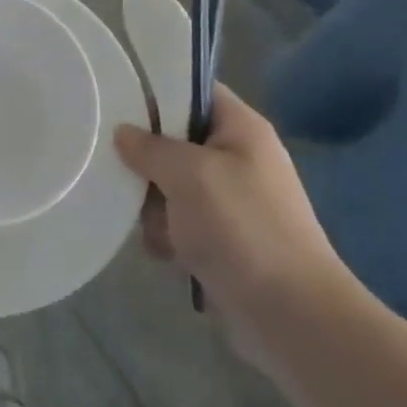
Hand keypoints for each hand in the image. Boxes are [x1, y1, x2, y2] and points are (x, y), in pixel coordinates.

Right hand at [113, 83, 355, 362]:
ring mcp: (231, 202)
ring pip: (170, 185)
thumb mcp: (188, 173)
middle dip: (147, 161)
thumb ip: (149, 147)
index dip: (157, 91)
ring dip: (154, 205)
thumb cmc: (242, 227)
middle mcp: (238, 159)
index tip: (116, 102)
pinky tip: (165, 253)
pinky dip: (167, 236)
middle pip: (175, 140)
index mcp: (241, 129)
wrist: (290, 315)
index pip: (194, 91)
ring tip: (152, 225)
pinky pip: (179, 223)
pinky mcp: (223, 240)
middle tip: (125, 172)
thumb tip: (123, 132)